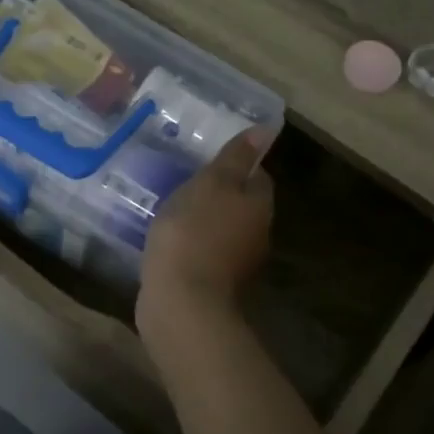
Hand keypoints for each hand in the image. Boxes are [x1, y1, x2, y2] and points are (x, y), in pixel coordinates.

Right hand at [137, 129, 273, 330]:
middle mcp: (257, 235)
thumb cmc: (195, 233)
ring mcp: (236, 264)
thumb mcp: (212, 184)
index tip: (208, 160)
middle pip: (241, 205)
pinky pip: (204, 254)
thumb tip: (265, 131)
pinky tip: (167, 242)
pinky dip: (190, 246)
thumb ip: (235, 158)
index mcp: (260, 206)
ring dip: (203, 221)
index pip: (257, 176)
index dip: (236, 165)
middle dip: (218, 194)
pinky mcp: (212, 285)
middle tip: (184, 182)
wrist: (181, 302)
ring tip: (170, 209)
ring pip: (222, 231)